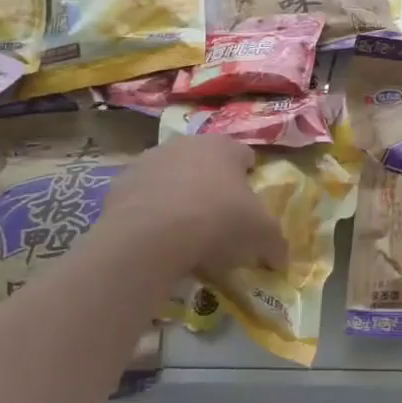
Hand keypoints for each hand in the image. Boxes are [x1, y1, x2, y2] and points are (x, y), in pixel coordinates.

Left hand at [98, 135, 287, 280]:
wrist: (151, 236)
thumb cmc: (218, 222)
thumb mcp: (261, 236)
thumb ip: (276, 244)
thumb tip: (281, 259)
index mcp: (225, 147)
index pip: (244, 156)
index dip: (249, 180)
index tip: (248, 207)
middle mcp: (187, 143)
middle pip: (206, 163)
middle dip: (212, 185)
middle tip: (217, 221)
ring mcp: (150, 160)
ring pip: (172, 176)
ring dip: (179, 195)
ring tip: (182, 232)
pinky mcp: (121, 182)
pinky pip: (143, 196)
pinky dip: (150, 211)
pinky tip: (155, 237)